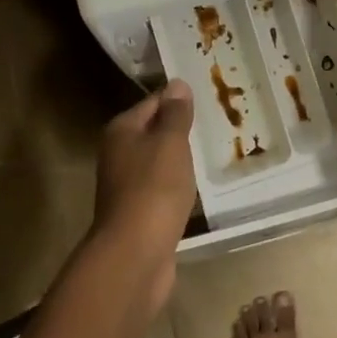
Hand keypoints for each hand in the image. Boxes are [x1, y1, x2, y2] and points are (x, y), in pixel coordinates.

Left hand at [92, 82, 197, 300]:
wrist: (136, 254)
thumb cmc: (154, 188)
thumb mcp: (170, 143)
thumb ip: (175, 114)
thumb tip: (177, 83)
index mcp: (121, 131)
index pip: (154, 101)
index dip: (179, 99)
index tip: (209, 97)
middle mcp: (118, 154)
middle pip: (154, 131)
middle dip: (181, 128)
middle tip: (218, 122)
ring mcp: (126, 185)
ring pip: (158, 161)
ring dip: (180, 158)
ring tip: (213, 151)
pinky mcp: (138, 212)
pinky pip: (162, 187)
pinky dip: (178, 184)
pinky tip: (197, 186)